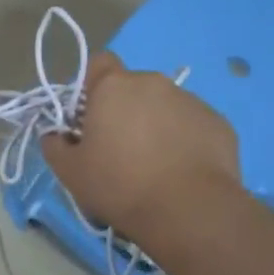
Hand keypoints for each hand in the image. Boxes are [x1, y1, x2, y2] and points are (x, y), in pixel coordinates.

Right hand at [42, 51, 238, 242]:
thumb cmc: (120, 185)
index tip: (90, 118)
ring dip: (156, 125)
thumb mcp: (70, 172)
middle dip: (125, 110)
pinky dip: (184, 141)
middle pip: (132, 87)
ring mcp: (191, 101)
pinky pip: (192, 125)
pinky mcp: (218, 123)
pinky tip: (182, 172)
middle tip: (120, 149)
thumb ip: (54, 145)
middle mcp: (153, 83)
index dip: (92, 87)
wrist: (190, 211)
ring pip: (164, 106)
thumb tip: (56, 135)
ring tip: (155, 166)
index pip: (99, 63)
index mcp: (113, 86)